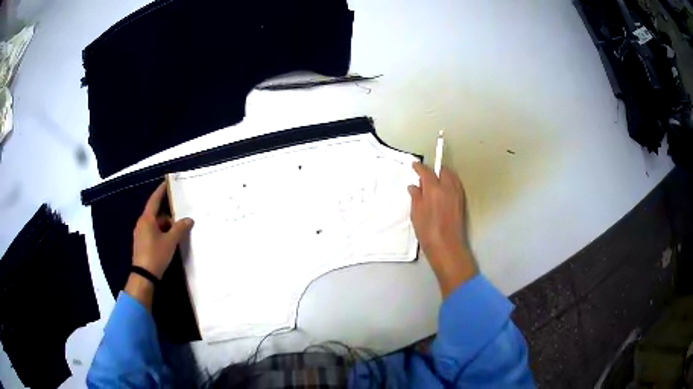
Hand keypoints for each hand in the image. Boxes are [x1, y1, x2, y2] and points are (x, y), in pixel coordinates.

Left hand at [132, 182, 193, 278]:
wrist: (144, 275)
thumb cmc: (156, 254)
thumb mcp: (170, 241)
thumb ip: (179, 228)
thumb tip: (189, 219)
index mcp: (147, 219)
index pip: (154, 200)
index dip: (161, 190)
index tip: (167, 182)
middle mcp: (141, 223)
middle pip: (156, 213)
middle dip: (168, 215)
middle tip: (180, 216)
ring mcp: (140, 233)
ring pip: (155, 224)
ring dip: (165, 226)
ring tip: (177, 232)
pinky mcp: (141, 243)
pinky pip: (152, 232)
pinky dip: (161, 232)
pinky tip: (169, 241)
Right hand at [408, 162, 475, 296]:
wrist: (446, 246)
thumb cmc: (427, 231)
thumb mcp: (416, 213)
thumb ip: (416, 197)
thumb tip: (414, 186)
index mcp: (434, 189)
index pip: (426, 171)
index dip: (419, 167)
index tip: (414, 165)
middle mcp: (448, 187)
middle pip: (443, 171)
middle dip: (434, 170)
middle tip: (425, 177)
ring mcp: (457, 194)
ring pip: (452, 177)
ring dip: (443, 175)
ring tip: (435, 183)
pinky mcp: (462, 202)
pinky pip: (456, 185)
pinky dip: (450, 183)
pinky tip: (443, 191)